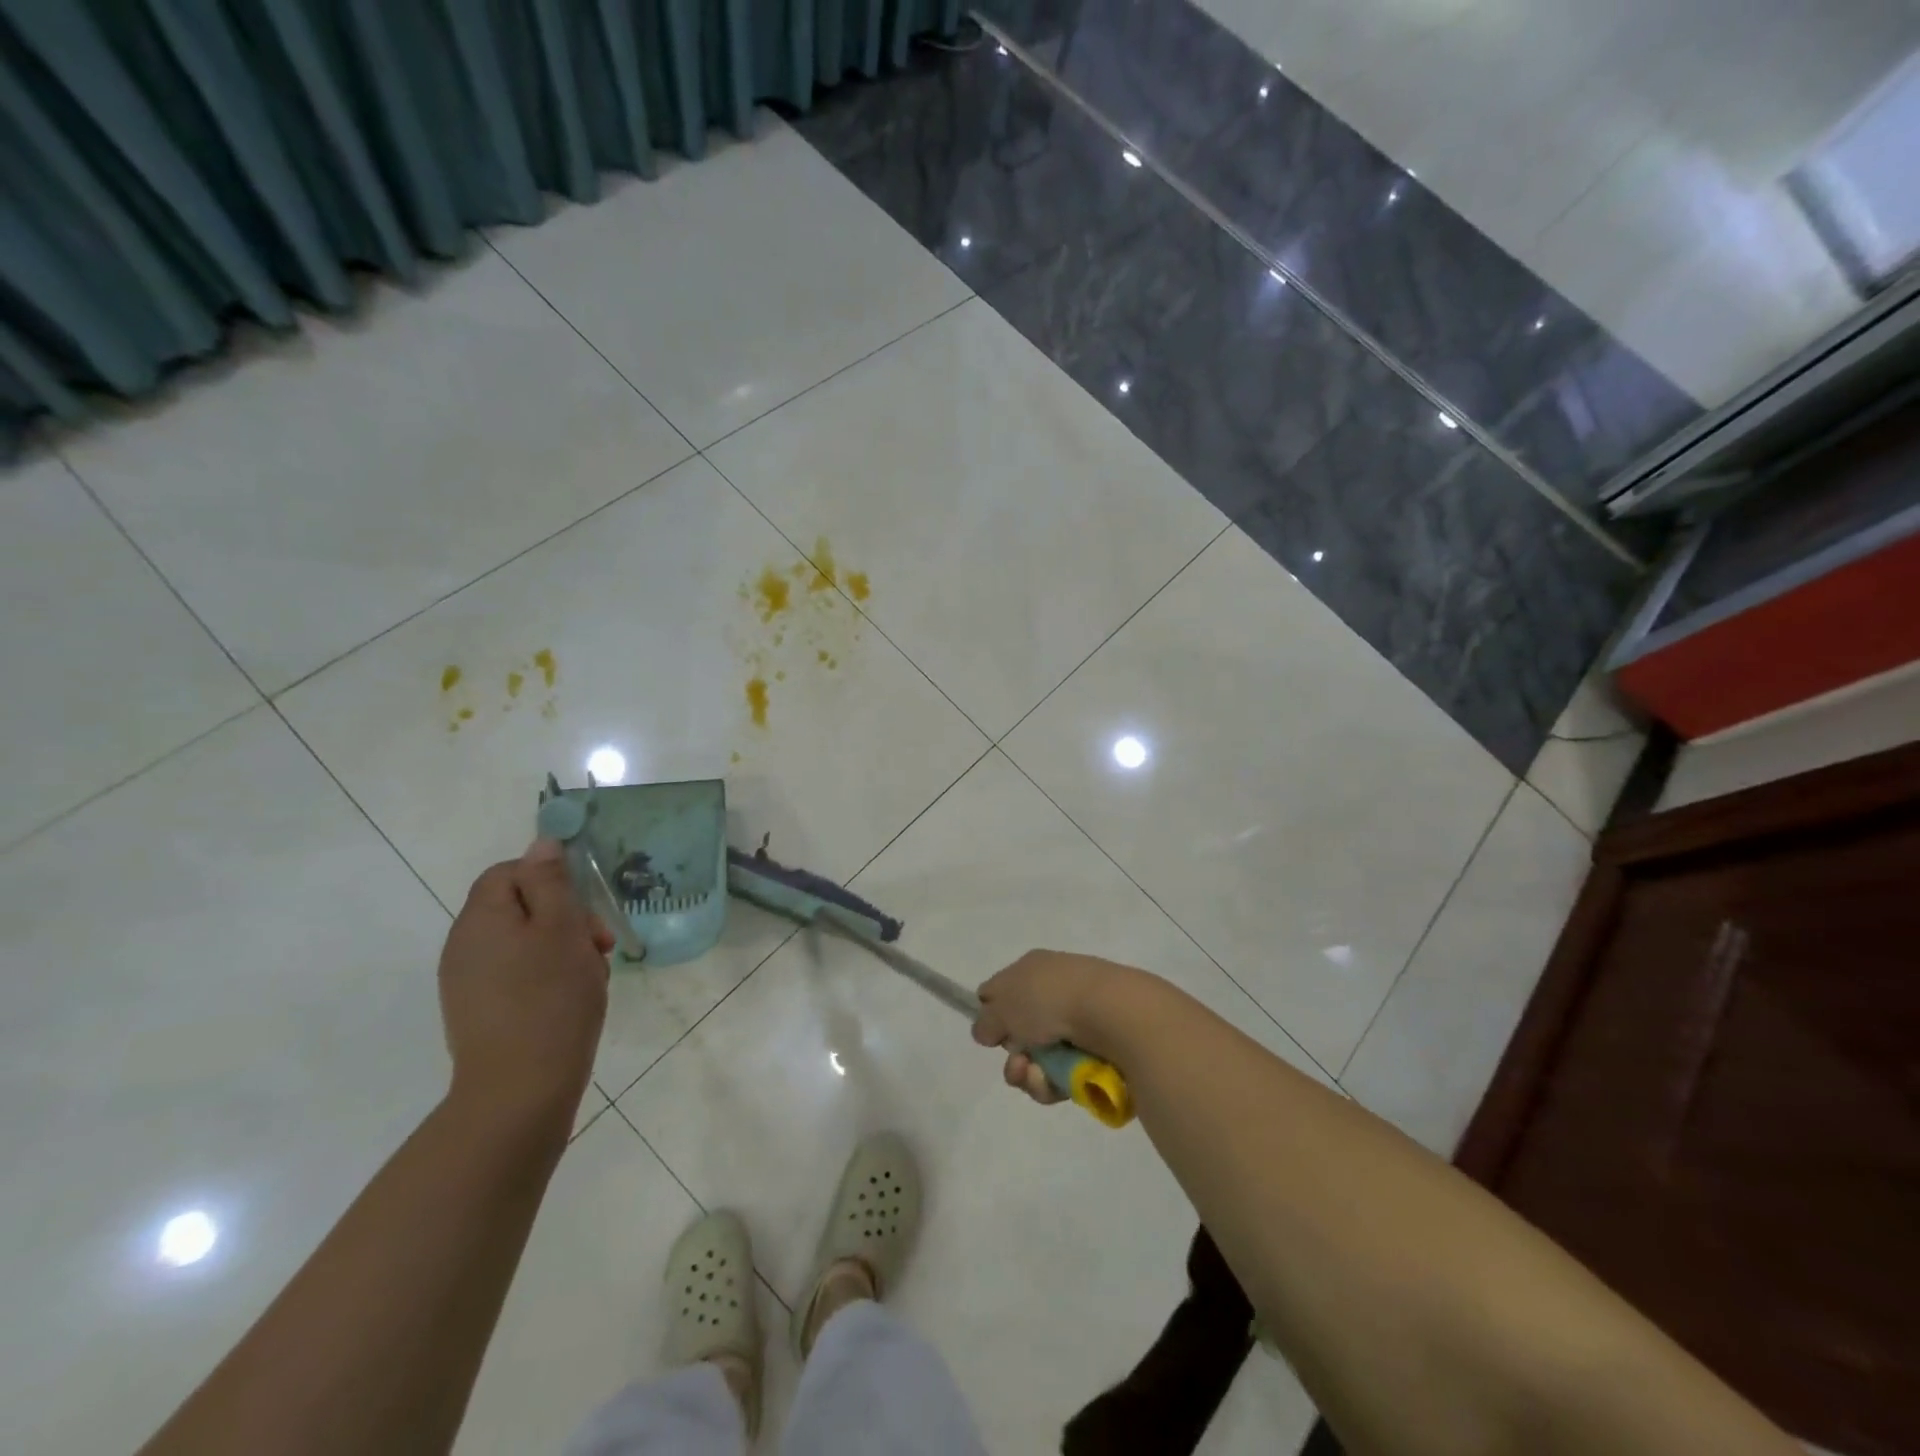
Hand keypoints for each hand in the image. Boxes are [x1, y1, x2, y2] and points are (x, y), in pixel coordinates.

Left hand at [438, 839, 613, 1128]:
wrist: (520, 1091)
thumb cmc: (549, 999)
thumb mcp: (561, 929)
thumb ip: (551, 882)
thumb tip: (541, 843)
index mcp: (480, 919)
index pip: (511, 871)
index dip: (551, 879)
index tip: (585, 908)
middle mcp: (465, 946)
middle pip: (520, 907)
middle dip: (566, 918)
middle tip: (600, 946)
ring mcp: (469, 982)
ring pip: (526, 943)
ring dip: (564, 949)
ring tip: (592, 977)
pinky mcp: (481, 1012)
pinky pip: (519, 975)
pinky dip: (550, 977)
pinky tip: (573, 999)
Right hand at [971, 950, 1135, 1105]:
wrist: (1112, 1012)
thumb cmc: (1050, 999)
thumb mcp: (1003, 1006)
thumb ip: (986, 1020)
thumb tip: (985, 1030)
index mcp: (1033, 968)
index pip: (1002, 989)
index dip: (991, 1012)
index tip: (989, 1034)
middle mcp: (1055, 991)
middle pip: (1020, 1032)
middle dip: (1013, 1056)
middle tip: (1017, 1064)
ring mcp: (1078, 1021)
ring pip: (1040, 1059)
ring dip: (1030, 1075)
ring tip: (1037, 1077)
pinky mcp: (1097, 1050)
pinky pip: (1064, 1074)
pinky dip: (1055, 1083)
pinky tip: (1057, 1084)